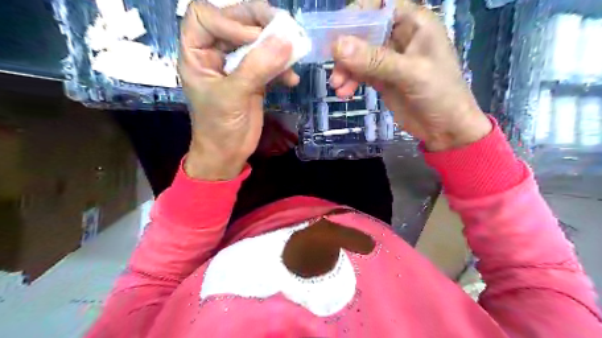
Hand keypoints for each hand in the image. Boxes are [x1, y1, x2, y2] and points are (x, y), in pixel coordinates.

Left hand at [180, 1, 298, 180]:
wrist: (229, 154)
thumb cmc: (219, 127)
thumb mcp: (233, 96)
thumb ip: (258, 67)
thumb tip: (286, 40)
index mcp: (196, 53)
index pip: (205, 16)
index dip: (229, 20)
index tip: (253, 38)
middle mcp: (215, 53)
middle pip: (235, 22)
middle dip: (259, 23)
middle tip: (284, 28)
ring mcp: (236, 66)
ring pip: (255, 41)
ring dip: (275, 44)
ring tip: (294, 51)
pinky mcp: (254, 79)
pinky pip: (269, 63)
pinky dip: (282, 68)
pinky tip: (292, 80)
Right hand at [331, 0, 489, 149]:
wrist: (445, 129)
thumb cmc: (439, 95)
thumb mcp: (409, 74)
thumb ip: (375, 60)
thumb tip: (337, 45)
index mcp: (414, 23)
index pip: (380, 5)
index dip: (358, 14)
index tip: (338, 33)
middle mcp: (400, 37)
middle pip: (364, 31)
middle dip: (346, 49)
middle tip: (335, 67)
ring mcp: (389, 59)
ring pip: (359, 55)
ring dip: (345, 69)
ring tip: (337, 86)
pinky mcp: (382, 78)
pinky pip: (360, 73)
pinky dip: (350, 81)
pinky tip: (344, 93)